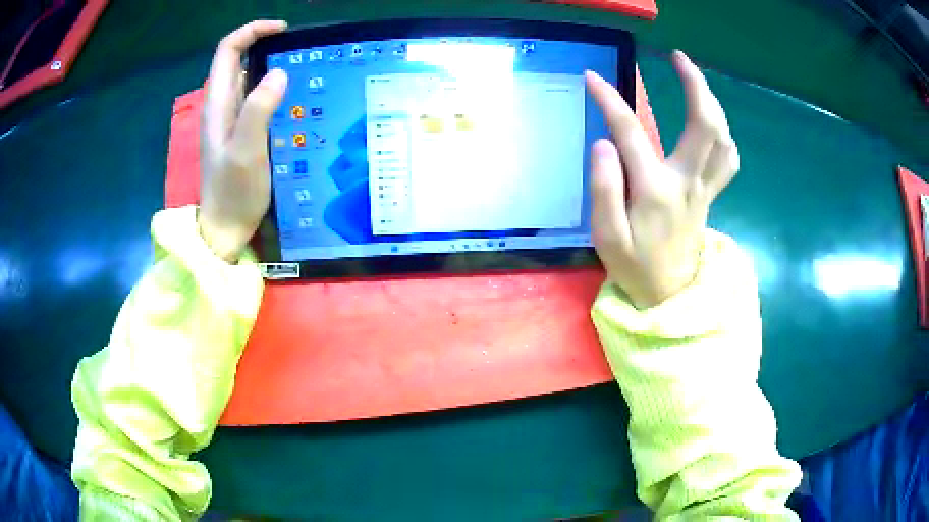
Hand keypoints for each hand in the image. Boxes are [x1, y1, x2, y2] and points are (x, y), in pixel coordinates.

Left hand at [199, 20, 288, 261]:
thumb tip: (279, 73)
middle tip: (299, 52)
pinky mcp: (240, 133)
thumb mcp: (246, 151)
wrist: (225, 230)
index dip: (252, 31)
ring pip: (248, 79)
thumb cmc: (233, 194)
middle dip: (266, 46)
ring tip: (303, 71)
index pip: (228, 50)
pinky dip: (274, 90)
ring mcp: (230, 120)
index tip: (282, 30)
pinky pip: (256, 100)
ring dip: (272, 67)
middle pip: (238, 60)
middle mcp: (222, 106)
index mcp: (218, 104)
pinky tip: (293, 100)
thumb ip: (258, 110)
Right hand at [586, 51, 738, 307]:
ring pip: (723, 138)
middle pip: (704, 125)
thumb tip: (604, 142)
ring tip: (695, 80)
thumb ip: (604, 188)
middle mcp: (687, 182)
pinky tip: (712, 122)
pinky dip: (723, 133)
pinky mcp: (711, 194)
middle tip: (678, 58)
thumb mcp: (606, 237)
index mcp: (656, 191)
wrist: (669, 296)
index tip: (591, 78)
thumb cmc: (635, 267)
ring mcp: (705, 188)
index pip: (631, 132)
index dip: (609, 100)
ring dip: (713, 103)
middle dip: (695, 85)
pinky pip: (728, 158)